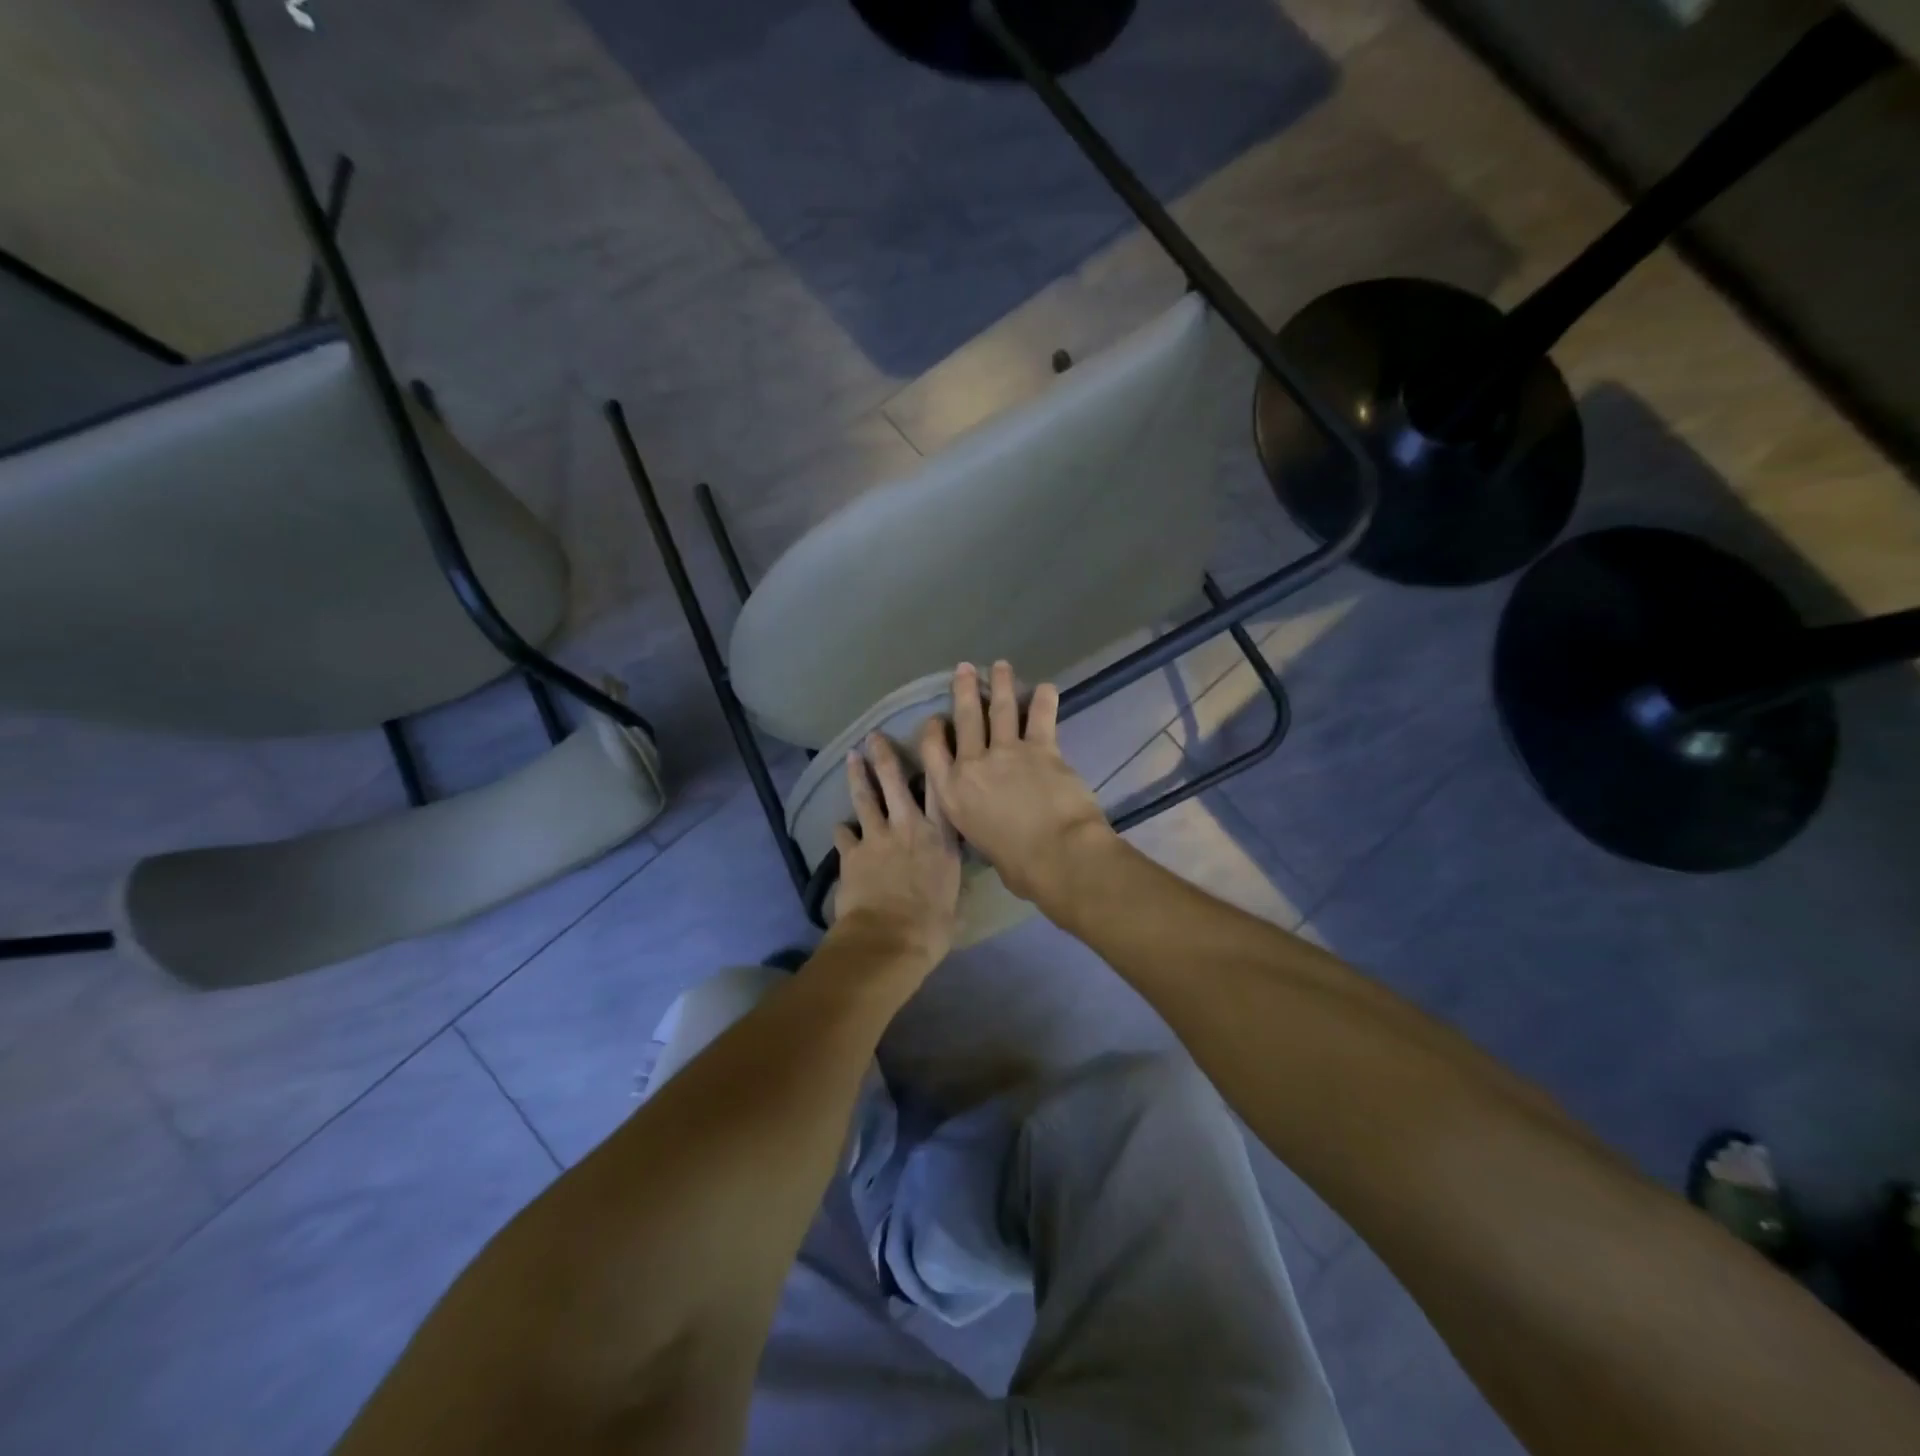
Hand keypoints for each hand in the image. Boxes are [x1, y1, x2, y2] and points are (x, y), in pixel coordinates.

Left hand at [829, 734, 962, 973]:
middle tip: (874, 735)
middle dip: (884, 755)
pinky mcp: (852, 853)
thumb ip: (952, 888)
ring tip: (852, 757)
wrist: (888, 938)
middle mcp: (910, 827)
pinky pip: (843, 835)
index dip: (935, 759)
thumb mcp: (955, 905)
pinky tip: (838, 825)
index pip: (940, 789)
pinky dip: (841, 830)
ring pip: (866, 798)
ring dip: (857, 776)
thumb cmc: (931, 927)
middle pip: (895, 781)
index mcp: (941, 837)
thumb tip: (953, 891)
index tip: (930, 735)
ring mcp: (878, 837)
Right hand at [920, 661, 1116, 905]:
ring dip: (1001, 685)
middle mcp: (973, 766)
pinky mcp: (1041, 749)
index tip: (937, 718)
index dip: (933, 730)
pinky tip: (1046, 687)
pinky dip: (1044, 700)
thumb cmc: (1019, 866)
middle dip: (964, 691)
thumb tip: (996, 822)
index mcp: (952, 794)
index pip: (933, 751)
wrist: (1056, 855)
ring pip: (1001, 711)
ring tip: (1000, 666)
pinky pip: (1041, 718)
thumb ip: (983, 822)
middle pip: (965, 720)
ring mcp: (1007, 753)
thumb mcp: (983, 844)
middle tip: (965, 669)